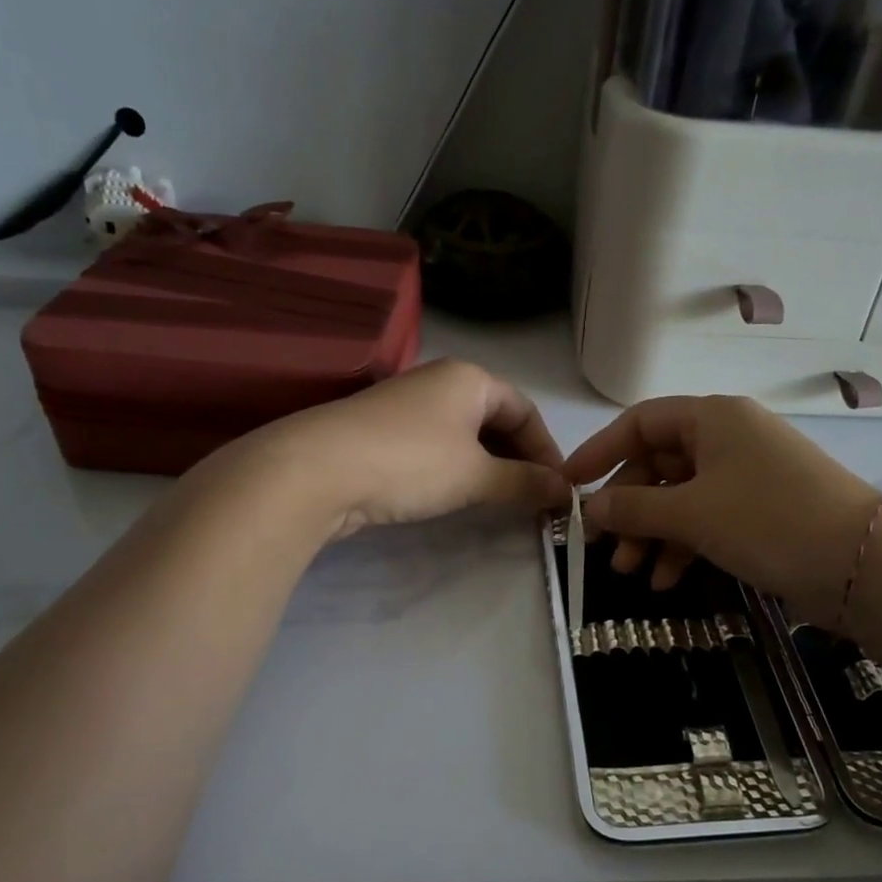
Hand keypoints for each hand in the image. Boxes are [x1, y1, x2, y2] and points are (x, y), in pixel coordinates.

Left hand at [236, 360, 568, 540]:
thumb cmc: (411, 462)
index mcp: (469, 378)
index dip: (547, 450)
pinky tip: (456, 497)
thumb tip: (566, 493)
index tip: (558, 489)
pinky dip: (456, 470)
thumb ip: (525, 483)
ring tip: (500, 503)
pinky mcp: (380, 433)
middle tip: (532, 500)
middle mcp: (439, 382)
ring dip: (488, 467)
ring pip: (464, 435)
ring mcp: (406, 406)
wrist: (315, 471)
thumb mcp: (476, 475)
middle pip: (495, 419)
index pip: (525, 410)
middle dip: (518, 459)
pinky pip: (435, 448)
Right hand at [564, 395, 880, 615]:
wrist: (864, 566)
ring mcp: (747, 476)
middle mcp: (728, 438)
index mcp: (713, 418)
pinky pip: (706, 519)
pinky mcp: (760, 511)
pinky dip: (683, 545)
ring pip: (680, 497)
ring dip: (651, 533)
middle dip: (628, 508)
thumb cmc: (770, 520)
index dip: (601, 451)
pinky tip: (667, 580)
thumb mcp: (692, 513)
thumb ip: (633, 509)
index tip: (570, 485)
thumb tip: (589, 508)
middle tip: (604, 547)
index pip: (641, 423)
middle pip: (658, 464)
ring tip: (631, 573)